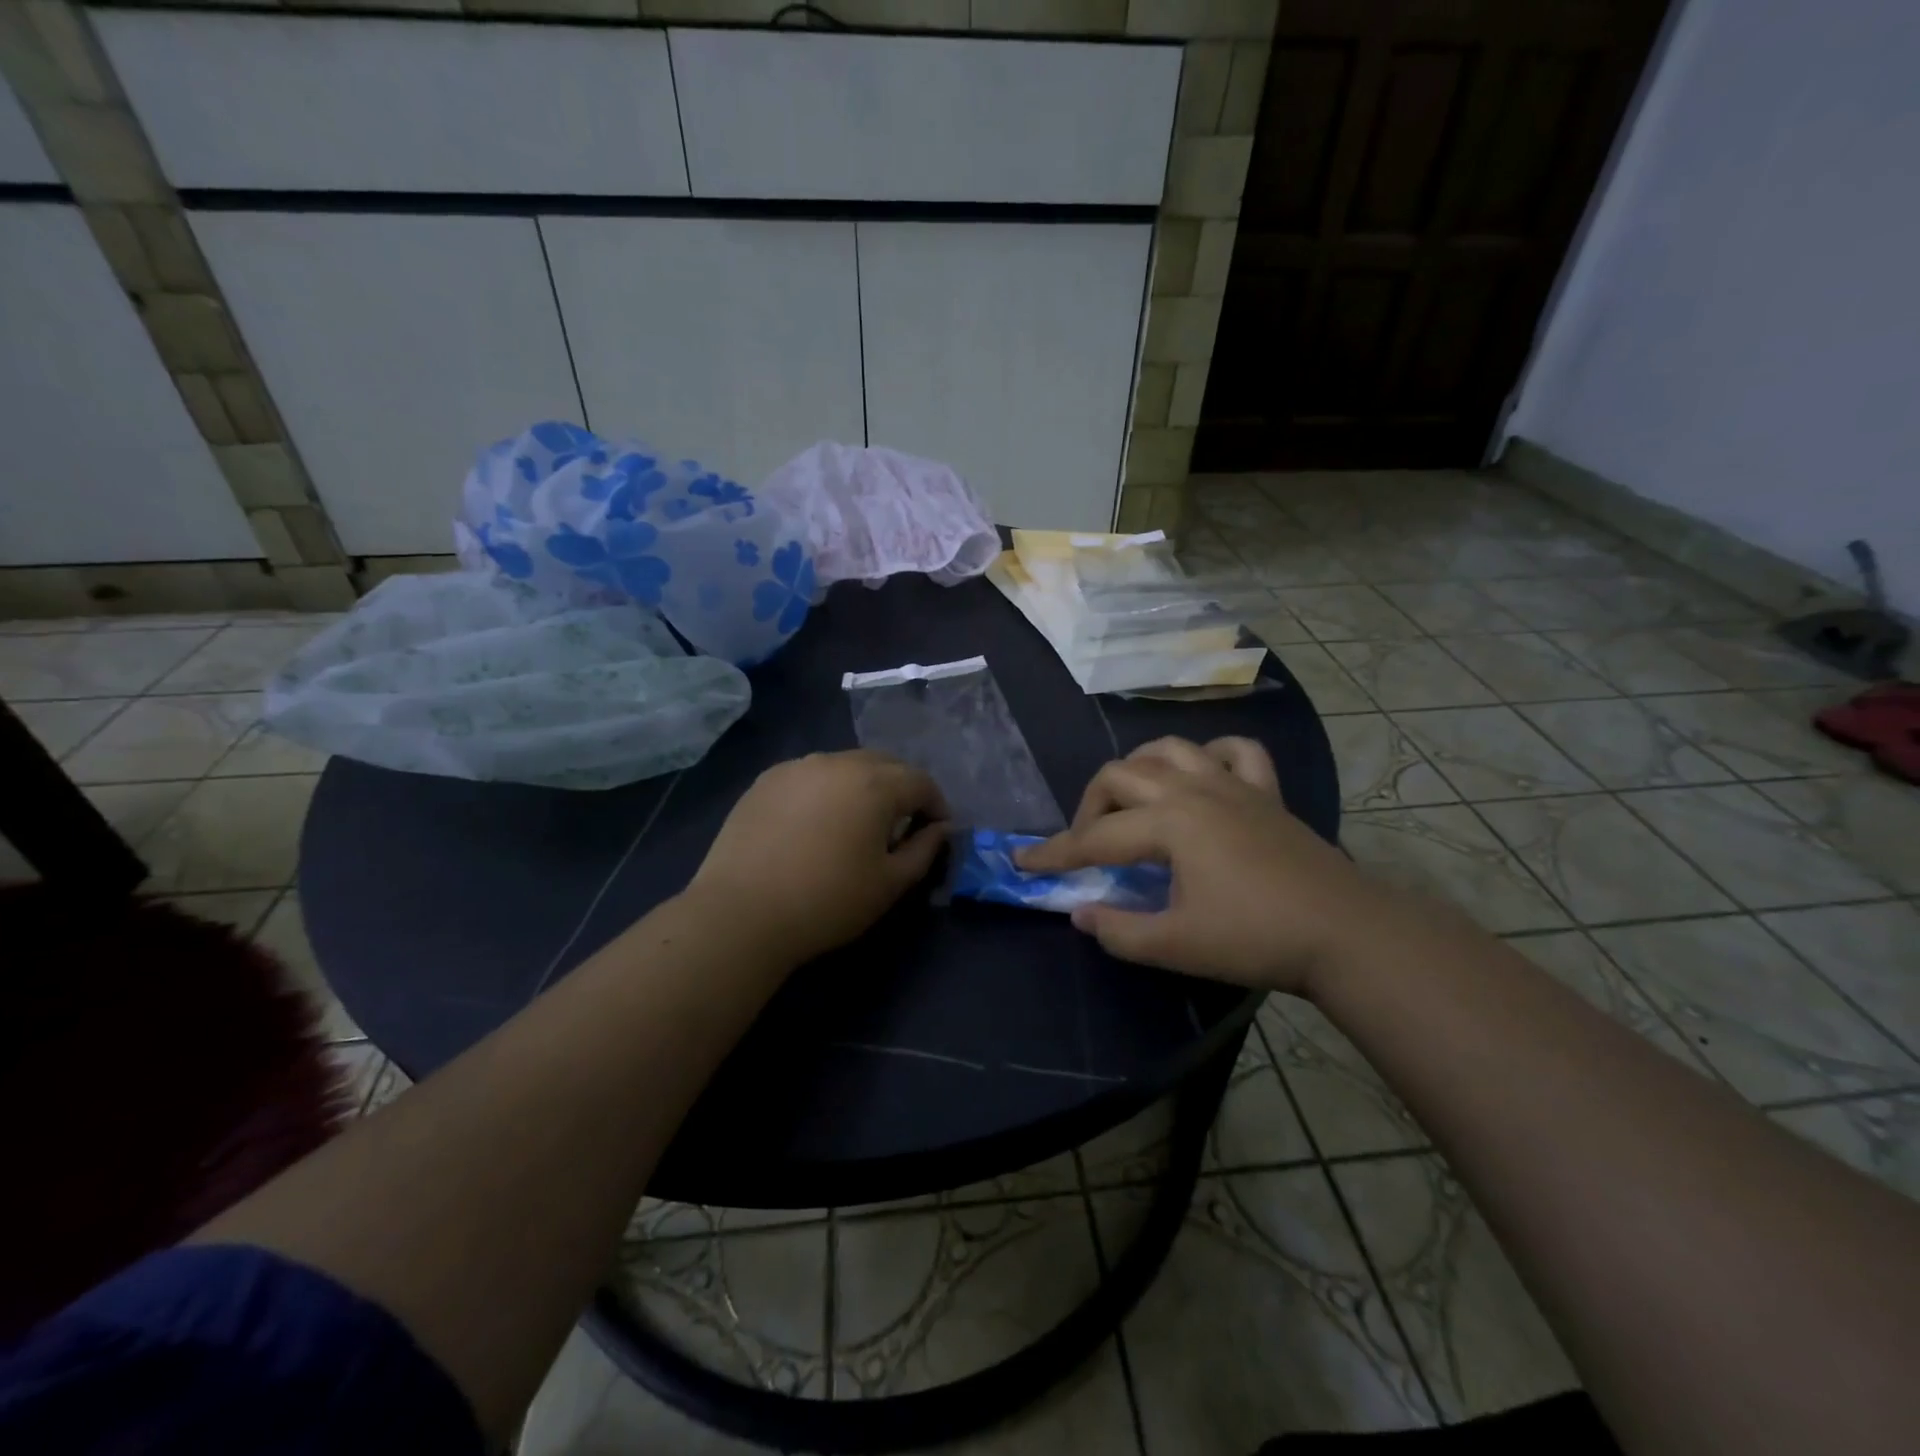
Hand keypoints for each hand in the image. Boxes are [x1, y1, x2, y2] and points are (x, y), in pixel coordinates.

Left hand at [686, 749, 950, 965]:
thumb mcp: (890, 884)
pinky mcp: (767, 780)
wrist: (742, 913)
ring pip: (845, 765)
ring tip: (857, 822)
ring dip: (863, 786)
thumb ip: (925, 849)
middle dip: (902, 789)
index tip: (936, 831)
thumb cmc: (827, 901)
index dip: (936, 805)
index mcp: (875, 783)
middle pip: (885, 764)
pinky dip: (826, 790)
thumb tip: (940, 828)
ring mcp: (798, 767)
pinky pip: (811, 775)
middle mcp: (838, 762)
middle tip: (901, 825)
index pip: (921, 781)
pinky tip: (815, 823)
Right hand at [1016, 737, 1382, 994]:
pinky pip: (1235, 751)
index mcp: (1169, 824)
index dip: (1055, 853)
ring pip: (1169, 749)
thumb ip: (1119, 930)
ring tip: (1132, 801)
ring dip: (1139, 769)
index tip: (1022, 862)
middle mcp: (1194, 790)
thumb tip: (1079, 912)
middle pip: (1121, 775)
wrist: (1346, 933)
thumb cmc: (1256, 938)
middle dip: (1090, 806)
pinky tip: (1203, 776)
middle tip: (1087, 845)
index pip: (1095, 838)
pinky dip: (1210, 755)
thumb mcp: (1177, 945)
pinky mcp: (1267, 792)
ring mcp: (1233, 784)